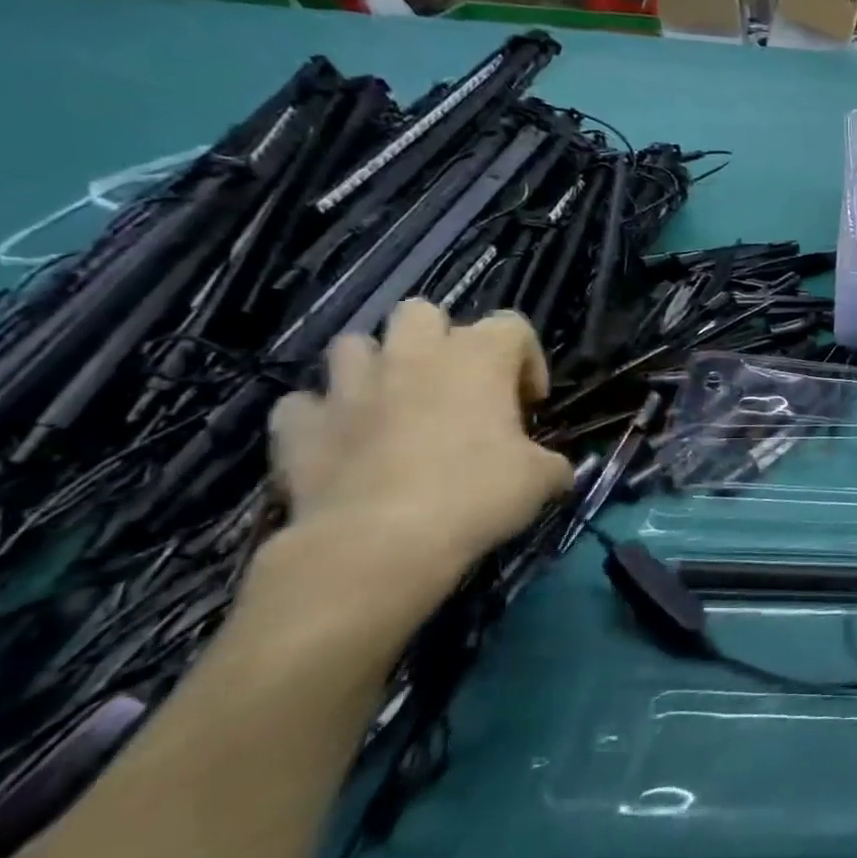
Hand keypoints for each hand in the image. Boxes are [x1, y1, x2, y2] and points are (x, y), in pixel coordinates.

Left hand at [240, 301, 572, 648]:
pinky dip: (322, 417)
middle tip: (455, 388)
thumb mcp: (541, 479)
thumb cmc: (476, 495)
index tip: (528, 406)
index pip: (513, 326)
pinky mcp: (300, 425)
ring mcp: (348, 386)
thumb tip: (556, 470)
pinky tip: (340, 443)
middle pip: (422, 313)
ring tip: (393, 406)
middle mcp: (412, 356)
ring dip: (375, 368)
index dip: (527, 361)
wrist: (378, 544)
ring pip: (354, 345)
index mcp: (478, 357)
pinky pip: (304, 404)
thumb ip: (551, 462)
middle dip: (439, 341)